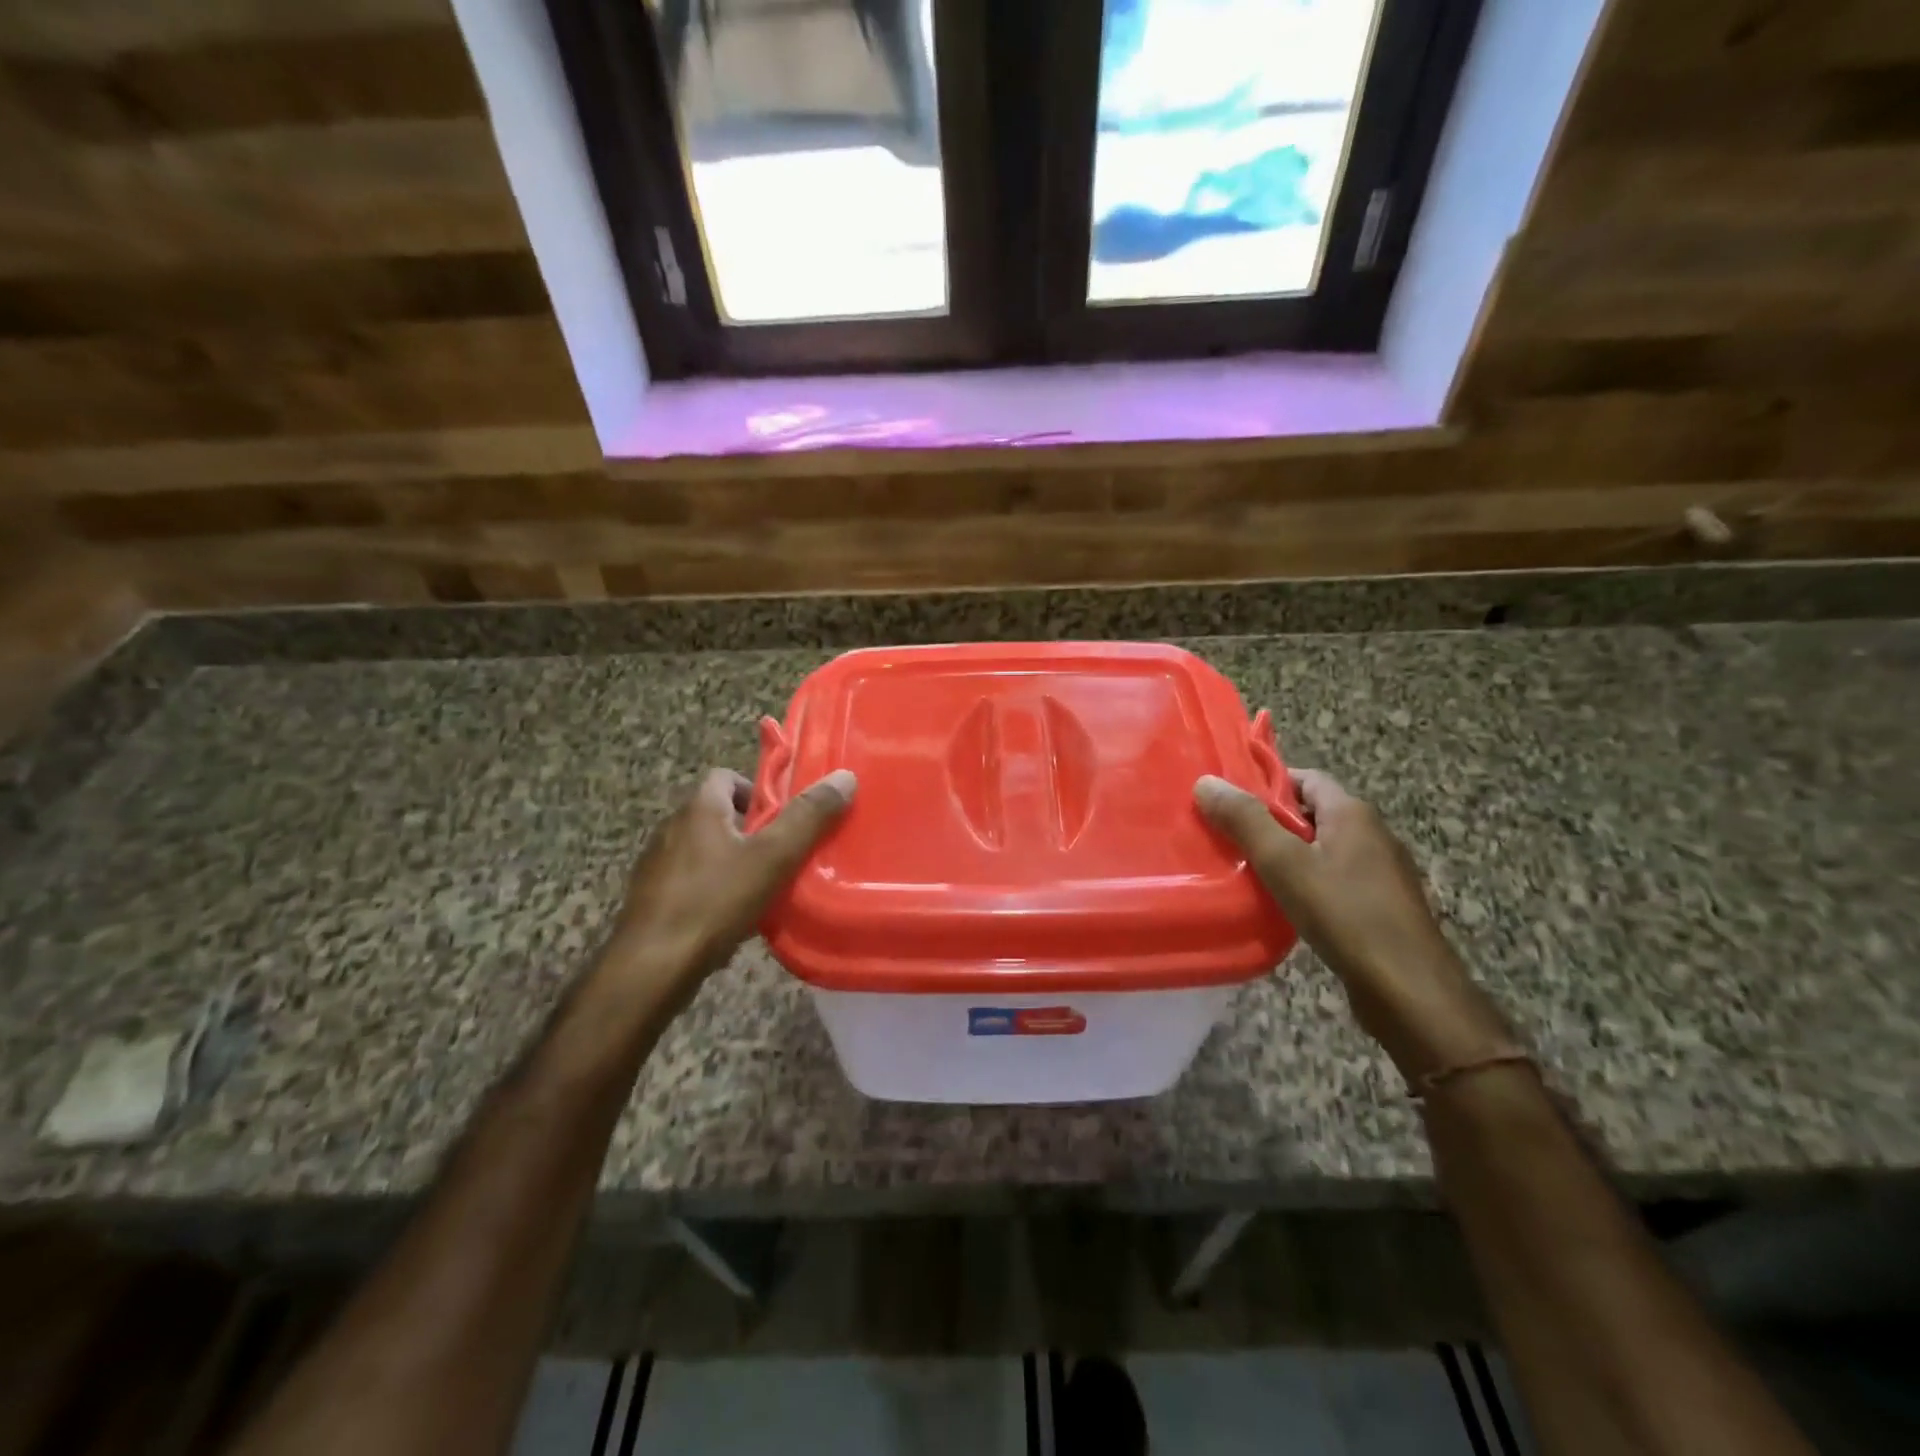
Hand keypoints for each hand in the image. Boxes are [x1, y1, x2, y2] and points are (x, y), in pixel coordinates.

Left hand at [605, 767, 856, 1003]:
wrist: (650, 968)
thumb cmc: (714, 902)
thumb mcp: (773, 858)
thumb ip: (808, 818)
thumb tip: (844, 777)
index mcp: (698, 809)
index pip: (725, 776)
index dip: (756, 790)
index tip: (783, 817)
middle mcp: (671, 829)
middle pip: (716, 815)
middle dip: (750, 831)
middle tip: (782, 854)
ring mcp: (656, 867)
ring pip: (703, 852)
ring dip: (732, 863)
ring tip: (763, 890)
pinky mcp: (651, 901)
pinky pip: (690, 884)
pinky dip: (712, 893)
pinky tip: (732, 921)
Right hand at [1195, 767, 1511, 1083]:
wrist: (1408, 990)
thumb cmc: (1344, 914)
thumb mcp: (1283, 862)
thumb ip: (1245, 820)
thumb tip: (1206, 782)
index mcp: (1352, 813)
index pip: (1306, 778)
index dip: (1268, 783)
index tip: (1230, 800)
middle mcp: (1372, 834)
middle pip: (1313, 813)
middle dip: (1272, 821)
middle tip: (1229, 836)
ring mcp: (1381, 872)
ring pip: (1323, 848)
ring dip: (1288, 854)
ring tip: (1248, 870)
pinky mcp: (1382, 905)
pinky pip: (1335, 878)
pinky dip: (1307, 882)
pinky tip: (1284, 904)